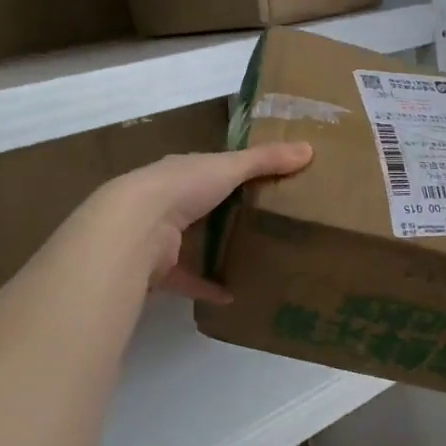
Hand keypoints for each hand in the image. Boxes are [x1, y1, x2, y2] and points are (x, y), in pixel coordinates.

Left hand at [100, 142, 312, 302]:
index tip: (262, 182)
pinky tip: (232, 296)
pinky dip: (207, 288)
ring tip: (250, 260)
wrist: (136, 228)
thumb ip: (266, 161)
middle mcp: (166, 203)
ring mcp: (159, 237)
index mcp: (181, 173)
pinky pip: (187, 280)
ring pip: (191, 244)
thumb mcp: (229, 168)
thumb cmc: (182, 188)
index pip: (209, 170)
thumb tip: (309, 149)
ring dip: (214, 252)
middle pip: (200, 208)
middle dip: (223, 215)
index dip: (232, 174)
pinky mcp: (159, 270)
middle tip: (264, 225)